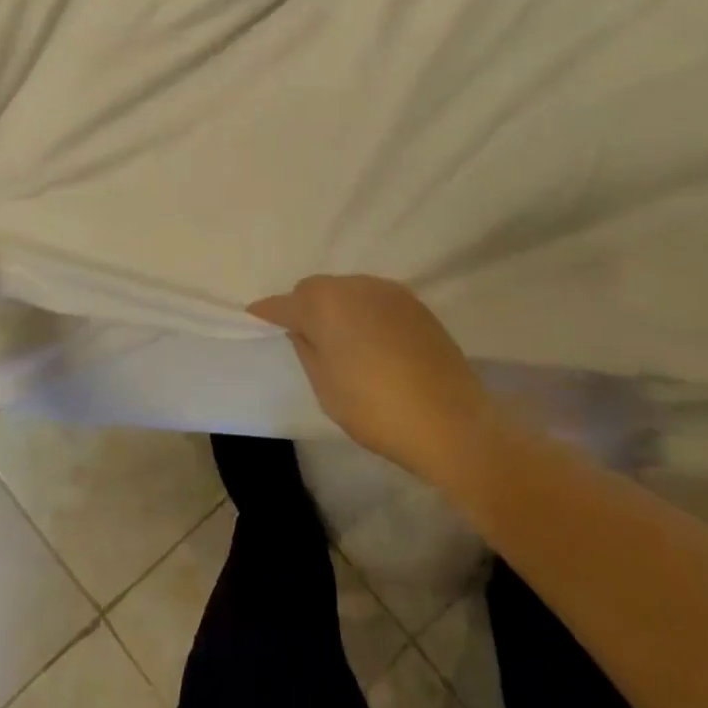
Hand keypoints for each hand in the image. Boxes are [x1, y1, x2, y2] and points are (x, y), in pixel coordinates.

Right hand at [248, 275, 499, 486]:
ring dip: (337, 308)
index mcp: (326, 304)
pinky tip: (372, 342)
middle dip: (304, 307)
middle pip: (316, 289)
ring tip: (341, 341)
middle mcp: (355, 286)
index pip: (285, 303)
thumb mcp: (327, 388)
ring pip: (347, 290)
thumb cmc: (377, 409)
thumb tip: (301, 329)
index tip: (255, 319)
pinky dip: (364, 313)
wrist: (452, 421)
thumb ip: (307, 350)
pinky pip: (375, 299)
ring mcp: (388, 291)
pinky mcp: (415, 303)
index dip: (267, 313)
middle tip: (304, 338)